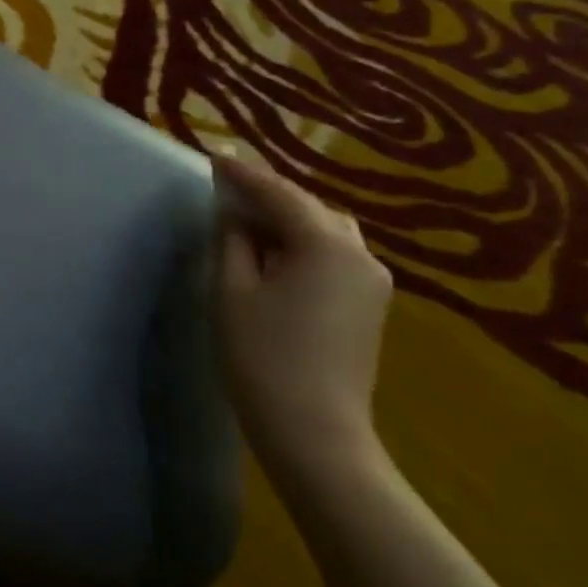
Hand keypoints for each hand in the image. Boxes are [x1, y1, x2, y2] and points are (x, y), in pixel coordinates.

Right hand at [213, 154, 392, 478]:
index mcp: (325, 244)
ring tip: (248, 221)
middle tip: (228, 187)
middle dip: (269, 195)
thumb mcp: (232, 291)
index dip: (244, 174)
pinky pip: (334, 255)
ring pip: (326, 230)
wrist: (315, 431)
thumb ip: (233, 241)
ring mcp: (372, 281)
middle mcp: (360, 253)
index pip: (279, 194)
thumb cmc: (263, 357)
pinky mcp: (370, 305)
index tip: (215, 154)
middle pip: (309, 207)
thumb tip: (235, 213)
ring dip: (288, 220)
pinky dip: (303, 244)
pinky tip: (275, 254)